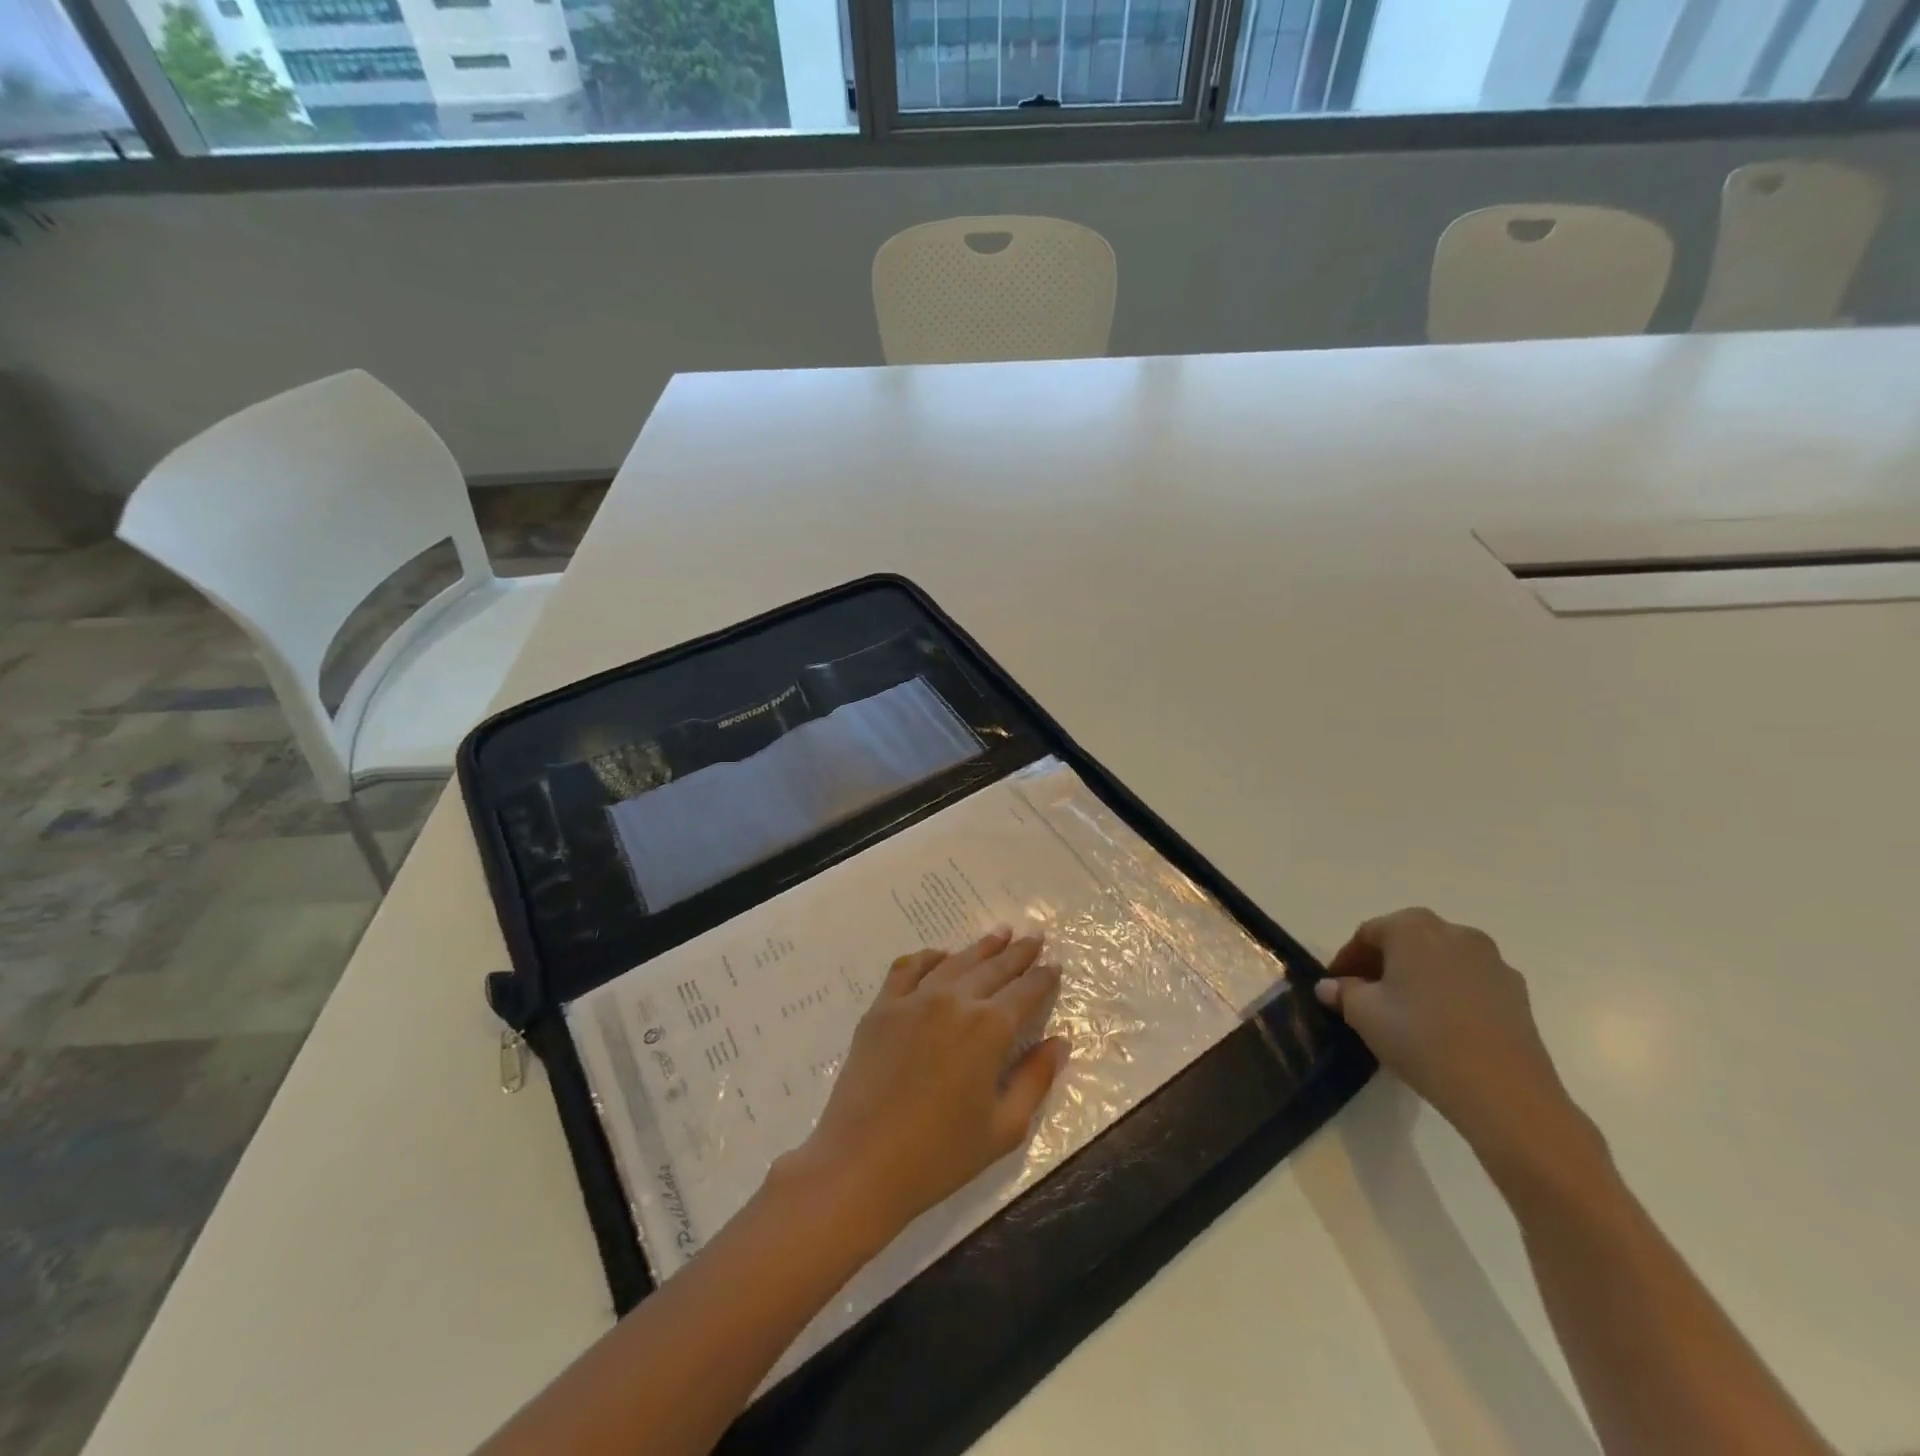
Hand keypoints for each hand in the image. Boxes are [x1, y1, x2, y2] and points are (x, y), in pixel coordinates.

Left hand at [787, 926, 1068, 1244]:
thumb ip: (1036, 1079)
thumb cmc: (940, 1155)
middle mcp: (954, 1001)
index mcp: (989, 1028)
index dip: (1043, 977)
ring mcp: (914, 999)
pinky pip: (908, 968)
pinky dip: (929, 957)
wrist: (862, 1163)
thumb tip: (1060, 1041)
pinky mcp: (882, 1007)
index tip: (1055, 965)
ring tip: (999, 934)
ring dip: (981, 947)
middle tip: (1034, 936)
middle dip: (1018, 952)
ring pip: (955, 961)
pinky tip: (940, 956)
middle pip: (993, 968)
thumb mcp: (1004, 1128)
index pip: (1026, 991)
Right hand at [1316, 908, 1587, 1170]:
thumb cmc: (1421, 1038)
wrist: (1504, 1092)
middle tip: (1365, 996)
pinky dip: (1449, 994)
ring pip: (1440, 960)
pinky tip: (1441, 1026)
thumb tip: (1330, 987)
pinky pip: (1469, 982)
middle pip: (1407, 941)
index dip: (1347, 959)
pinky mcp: (1517, 992)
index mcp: (1413, 927)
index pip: (1368, 934)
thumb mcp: (1364, 1014)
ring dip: (1418, 977)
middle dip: (1383, 964)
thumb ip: (1343, 992)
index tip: (1336, 986)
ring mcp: (1492, 961)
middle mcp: (1455, 932)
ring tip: (1404, 1013)